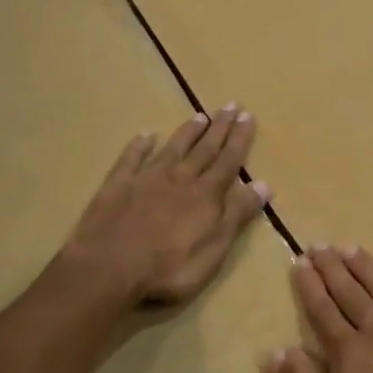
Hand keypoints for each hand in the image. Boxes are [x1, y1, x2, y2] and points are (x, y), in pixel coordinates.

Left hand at [64, 105, 271, 307]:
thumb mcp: (214, 248)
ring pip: (172, 149)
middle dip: (219, 128)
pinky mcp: (117, 185)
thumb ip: (237, 215)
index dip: (239, 139)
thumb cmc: (169, 268)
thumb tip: (263, 184)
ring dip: (188, 133)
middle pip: (203, 150)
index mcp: (205, 195)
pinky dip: (139, 145)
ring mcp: (145, 179)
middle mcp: (179, 179)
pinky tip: (145, 135)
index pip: (228, 161)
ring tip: (200, 115)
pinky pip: (131, 158)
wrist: (109, 267)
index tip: (248, 116)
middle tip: (230, 105)